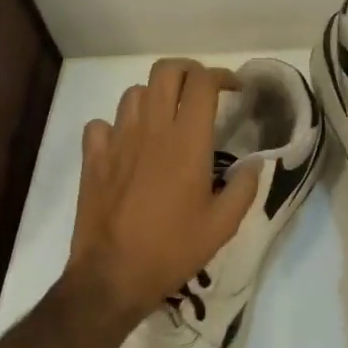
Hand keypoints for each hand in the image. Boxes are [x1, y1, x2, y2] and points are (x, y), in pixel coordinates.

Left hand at [65, 59, 259, 327]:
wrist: (112, 276)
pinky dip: (118, 126)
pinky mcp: (93, 159)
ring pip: (134, 93)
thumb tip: (254, 163)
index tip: (235, 89)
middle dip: (189, 71)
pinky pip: (102, 124)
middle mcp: (151, 130)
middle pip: (166, 71)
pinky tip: (128, 144)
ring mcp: (117, 141)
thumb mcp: (224, 225)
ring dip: (155, 96)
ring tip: (167, 117)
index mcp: (187, 142)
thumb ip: (245, 187)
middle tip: (202, 91)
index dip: (222, 76)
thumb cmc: (174, 249)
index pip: (203, 82)